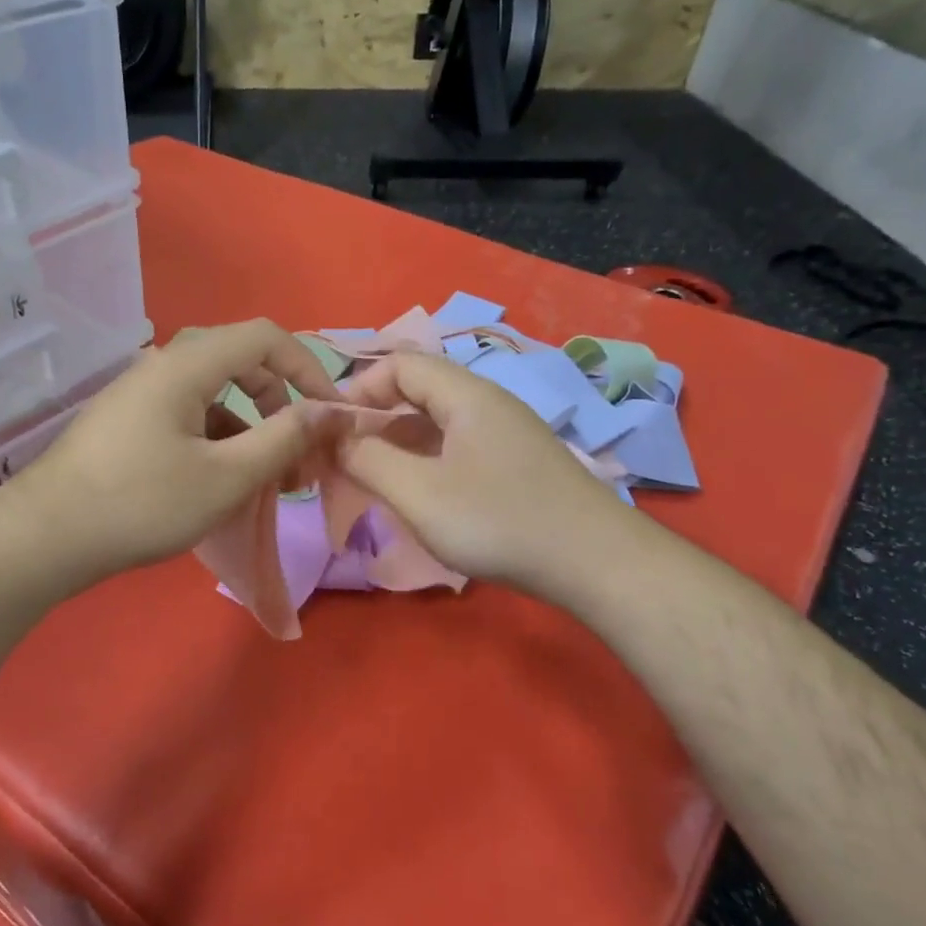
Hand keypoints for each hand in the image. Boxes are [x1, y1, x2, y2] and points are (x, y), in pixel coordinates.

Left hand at [0, 319, 339, 592]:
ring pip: (213, 396)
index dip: (308, 368)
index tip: (330, 414)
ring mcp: (139, 396)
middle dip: (280, 405)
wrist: (47, 537)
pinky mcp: (127, 425)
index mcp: (186, 365)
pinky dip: (218, 442)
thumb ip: (284, 438)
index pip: (265, 337)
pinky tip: (223, 485)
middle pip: (239, 363)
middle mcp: (161, 367)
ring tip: (267, 481)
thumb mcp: (226, 476)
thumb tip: (330, 411)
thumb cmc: (142, 504)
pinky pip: (187, 418)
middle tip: (299, 455)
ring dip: (250, 429)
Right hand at [334, 351, 622, 599]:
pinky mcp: (515, 464)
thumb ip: (368, 459)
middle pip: (418, 390)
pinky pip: (457, 447)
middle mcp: (488, 403)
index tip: (331, 430)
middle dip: (374, 419)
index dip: (358, 389)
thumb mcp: (419, 493)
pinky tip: (418, 496)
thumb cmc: (498, 521)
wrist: (594, 562)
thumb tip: (335, 436)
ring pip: (437, 423)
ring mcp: (506, 434)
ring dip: (398, 444)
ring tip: (373, 480)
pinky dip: (426, 461)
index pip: (399, 364)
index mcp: (465, 395)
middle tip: (345, 459)